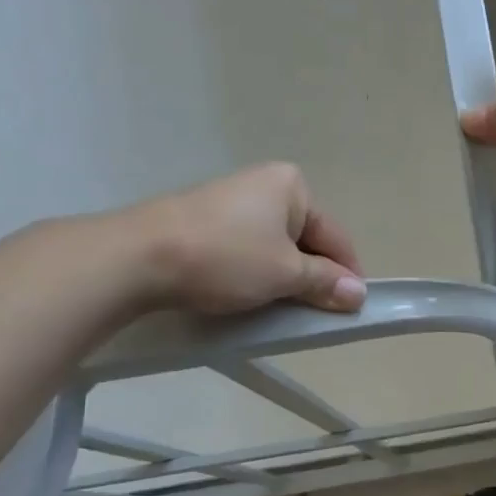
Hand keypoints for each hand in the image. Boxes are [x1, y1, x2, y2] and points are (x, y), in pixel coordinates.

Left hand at [125, 163, 365, 314]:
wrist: (136, 258)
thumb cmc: (226, 258)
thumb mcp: (286, 274)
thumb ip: (326, 283)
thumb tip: (359, 294)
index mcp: (292, 186)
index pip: (335, 236)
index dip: (346, 273)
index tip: (351, 307)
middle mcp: (265, 184)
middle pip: (306, 239)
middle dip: (313, 275)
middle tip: (316, 311)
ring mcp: (231, 200)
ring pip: (276, 246)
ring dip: (285, 276)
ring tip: (282, 308)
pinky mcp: (204, 220)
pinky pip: (248, 248)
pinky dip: (256, 271)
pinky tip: (250, 294)